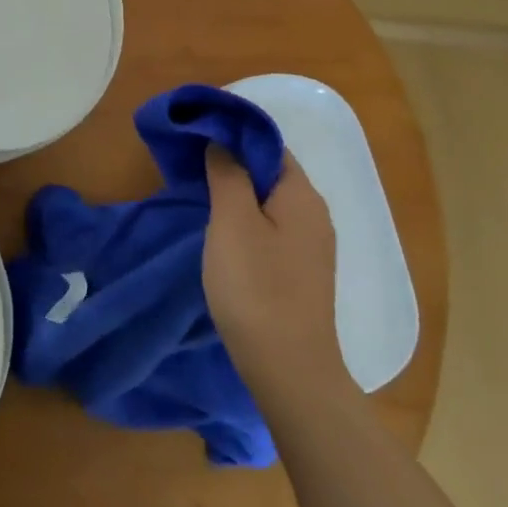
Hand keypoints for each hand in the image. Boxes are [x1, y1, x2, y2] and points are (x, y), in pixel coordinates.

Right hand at [203, 145, 354, 413]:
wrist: (289, 371)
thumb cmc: (256, 287)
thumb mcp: (231, 221)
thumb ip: (228, 174)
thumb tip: (222, 141)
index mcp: (302, 194)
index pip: (268, 144)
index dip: (234, 134)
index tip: (198, 135)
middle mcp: (315, 214)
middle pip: (271, 172)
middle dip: (233, 164)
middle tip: (193, 165)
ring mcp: (312, 246)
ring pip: (270, 202)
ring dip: (238, 194)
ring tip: (201, 196)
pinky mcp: (302, 273)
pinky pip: (273, 228)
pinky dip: (248, 220)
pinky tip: (224, 234)